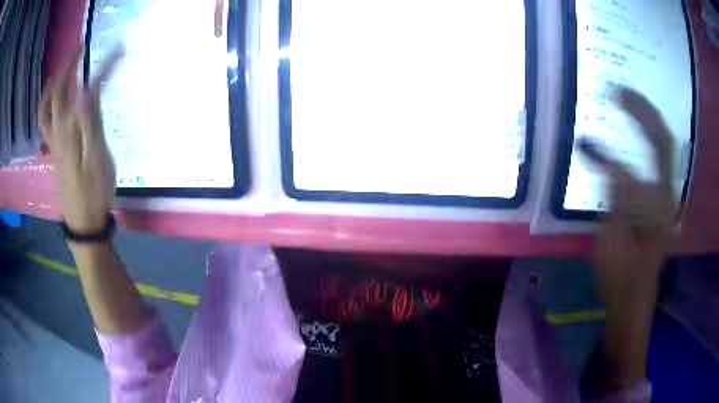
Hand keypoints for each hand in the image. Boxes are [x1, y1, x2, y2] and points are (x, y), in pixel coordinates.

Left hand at [39, 46, 123, 232]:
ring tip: (61, 71)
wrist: (84, 222)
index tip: (118, 50)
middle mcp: (57, 131)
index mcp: (68, 130)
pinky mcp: (55, 151)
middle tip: (82, 47)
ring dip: (52, 85)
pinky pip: (45, 123)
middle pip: (56, 91)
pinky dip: (47, 106)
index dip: (100, 65)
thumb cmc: (95, 192)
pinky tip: (53, 102)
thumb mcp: (98, 158)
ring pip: (45, 108)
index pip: (81, 87)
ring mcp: (53, 142)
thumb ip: (91, 122)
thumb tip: (89, 88)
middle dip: (69, 64)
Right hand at [580, 86, 677, 385]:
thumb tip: (594, 146)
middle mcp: (667, 195)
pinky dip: (645, 142)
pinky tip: (633, 134)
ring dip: (646, 122)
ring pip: (663, 151)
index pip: (658, 145)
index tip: (612, 97)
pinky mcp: (657, 206)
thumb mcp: (613, 237)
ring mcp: (664, 200)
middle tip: (620, 91)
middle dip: (644, 110)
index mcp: (661, 202)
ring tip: (626, 102)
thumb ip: (613, 189)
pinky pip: (655, 164)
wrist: (631, 303)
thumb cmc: (621, 277)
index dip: (639, 116)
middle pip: (664, 141)